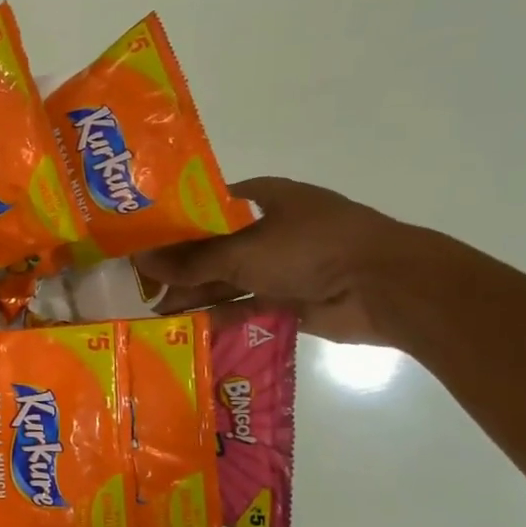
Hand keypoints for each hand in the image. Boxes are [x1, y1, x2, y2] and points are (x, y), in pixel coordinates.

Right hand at [135, 178, 421, 343]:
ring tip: (155, 311)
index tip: (143, 239)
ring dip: (196, 294)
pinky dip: (220, 315)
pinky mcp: (289, 300)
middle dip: (181, 266)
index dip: (177, 221)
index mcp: (265, 199)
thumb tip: (142, 263)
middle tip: (140, 283)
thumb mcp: (243, 251)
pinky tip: (188, 326)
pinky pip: (245, 306)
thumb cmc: (312, 248)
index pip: (210, 205)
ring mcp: (282, 266)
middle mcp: (271, 229)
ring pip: (228, 280)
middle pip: (215, 247)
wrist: (385, 287)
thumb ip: (192, 262)